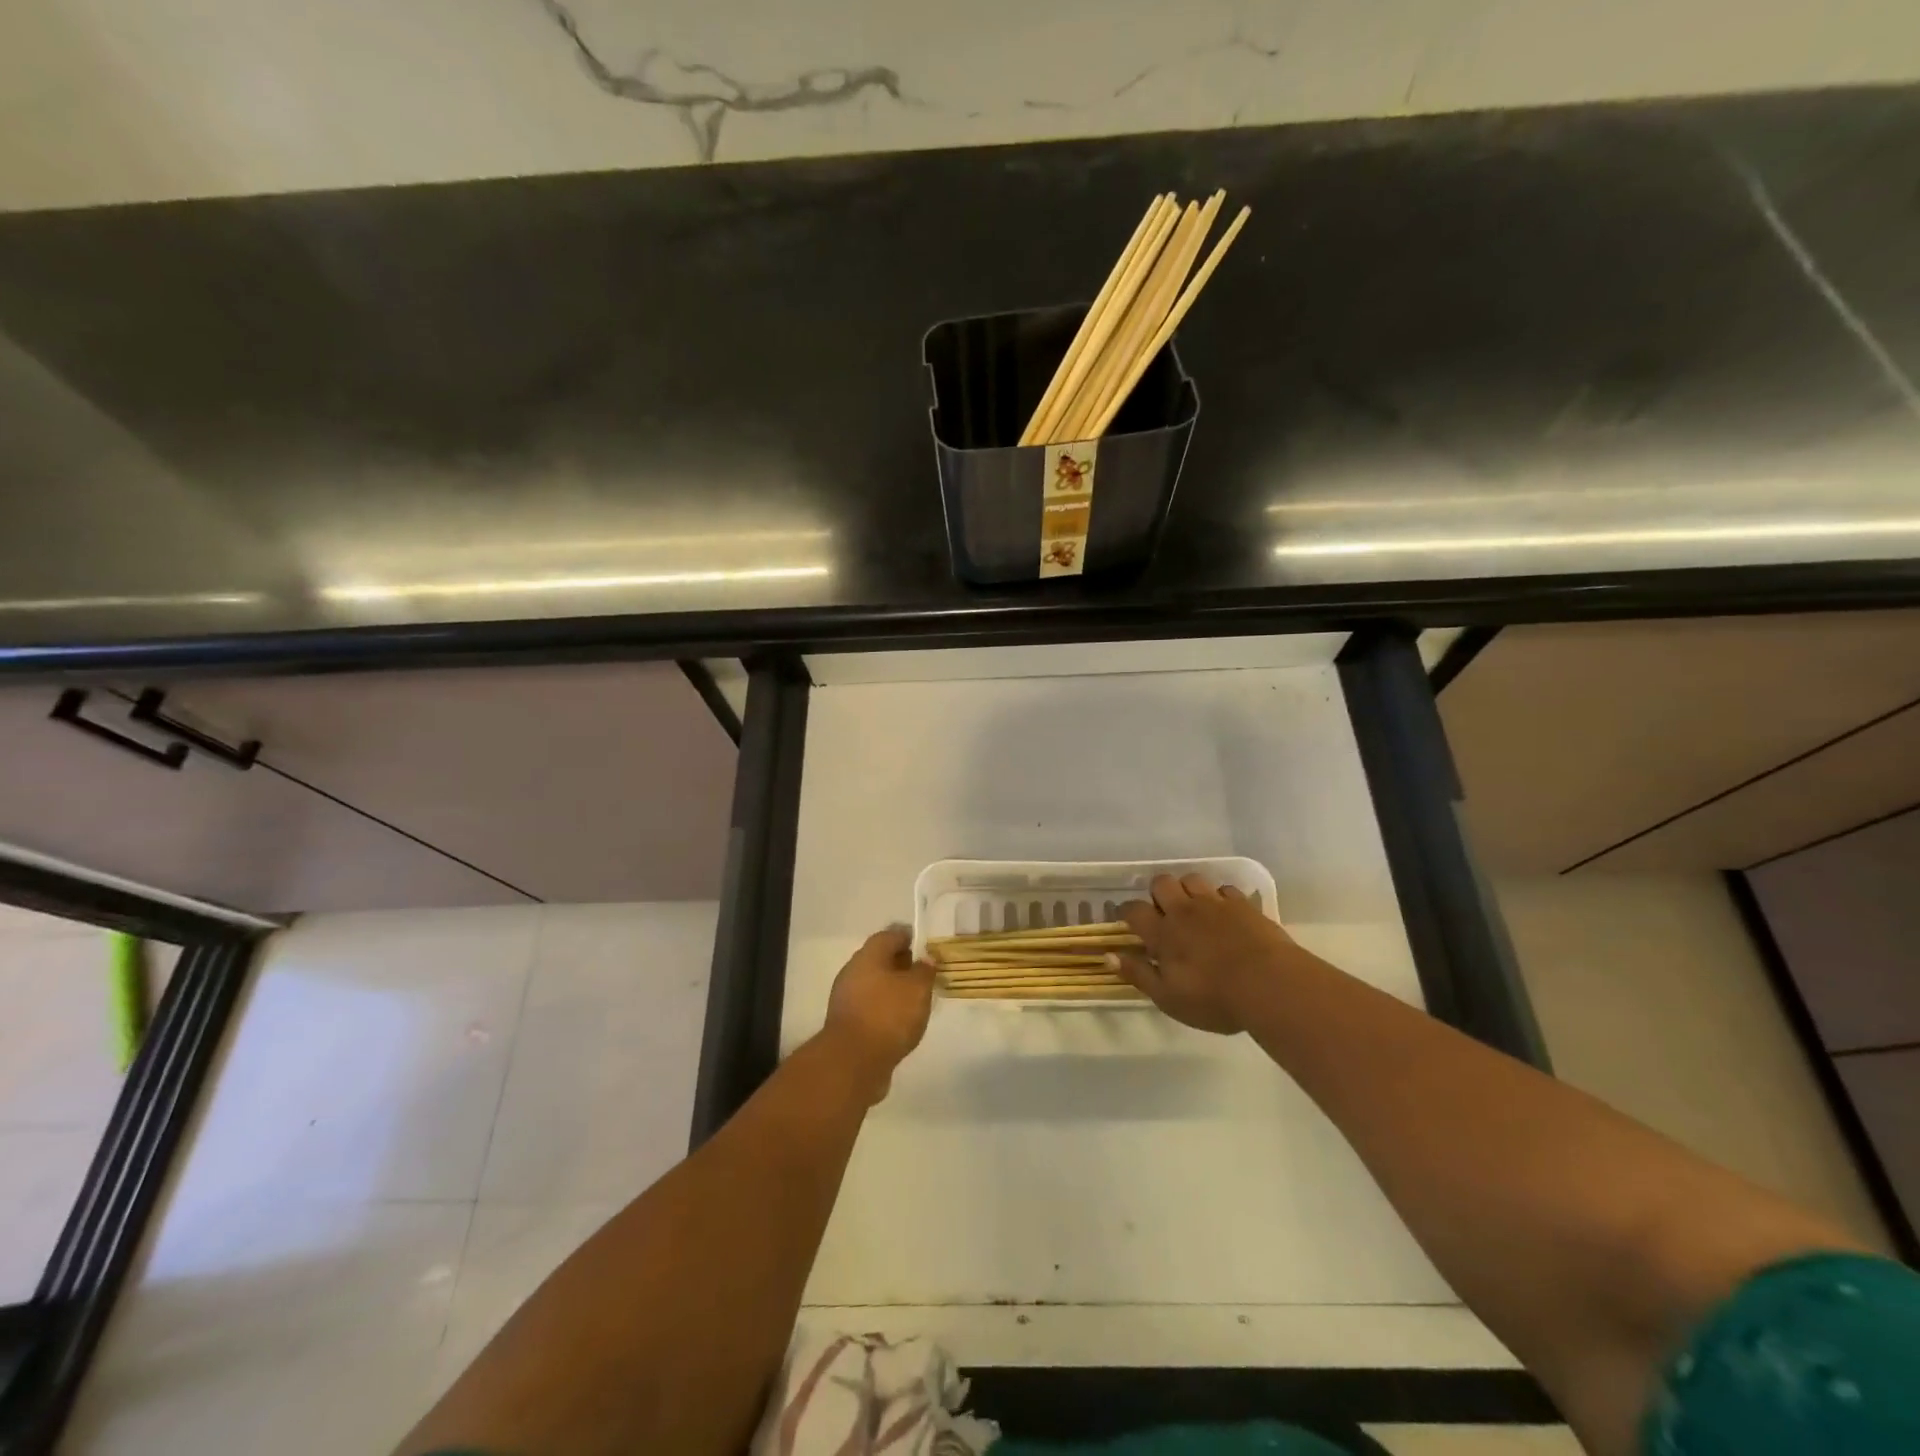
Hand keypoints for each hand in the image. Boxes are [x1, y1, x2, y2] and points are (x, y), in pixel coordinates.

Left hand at [821, 928, 935, 1100]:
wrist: (852, 1062)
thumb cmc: (888, 1015)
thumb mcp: (917, 989)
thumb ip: (924, 971)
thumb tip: (924, 960)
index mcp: (868, 956)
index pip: (890, 935)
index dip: (908, 937)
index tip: (925, 945)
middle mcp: (853, 971)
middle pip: (880, 959)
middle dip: (901, 964)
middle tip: (923, 973)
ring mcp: (846, 998)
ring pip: (874, 984)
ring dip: (893, 988)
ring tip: (916, 999)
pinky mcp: (847, 1023)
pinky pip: (870, 1006)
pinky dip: (885, 1008)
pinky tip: (901, 1021)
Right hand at [1109, 874, 1297, 1033]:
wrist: (1269, 985)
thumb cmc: (1214, 998)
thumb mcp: (1169, 998)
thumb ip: (1138, 974)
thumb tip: (1109, 956)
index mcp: (1163, 933)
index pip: (1134, 910)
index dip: (1127, 912)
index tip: (1128, 921)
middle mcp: (1184, 910)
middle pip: (1161, 883)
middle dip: (1158, 894)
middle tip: (1165, 915)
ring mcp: (1215, 904)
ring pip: (1192, 879)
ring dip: (1188, 890)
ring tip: (1194, 910)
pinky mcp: (1243, 904)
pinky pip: (1224, 889)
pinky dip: (1219, 898)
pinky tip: (1224, 914)